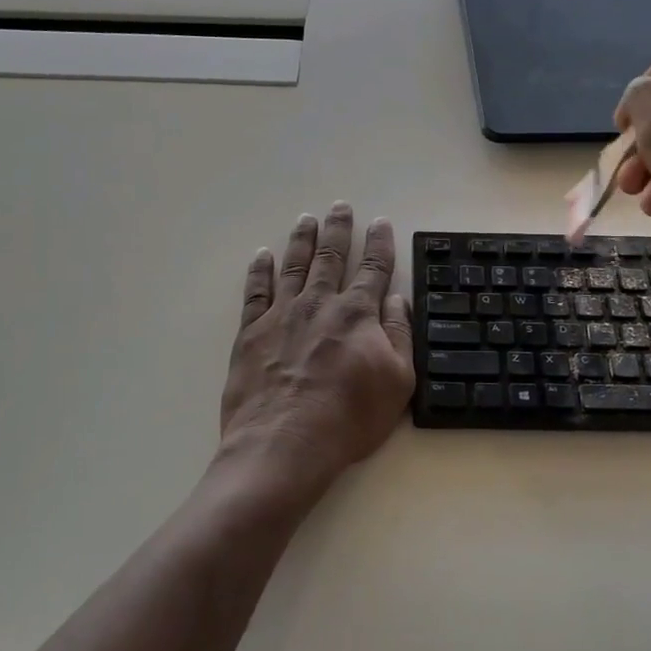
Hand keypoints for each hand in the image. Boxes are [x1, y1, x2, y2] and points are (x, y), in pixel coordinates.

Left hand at [219, 204, 414, 488]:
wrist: (285, 444)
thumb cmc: (349, 418)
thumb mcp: (397, 381)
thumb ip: (399, 335)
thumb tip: (397, 299)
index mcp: (357, 314)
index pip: (373, 268)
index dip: (379, 244)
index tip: (380, 222)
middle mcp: (319, 303)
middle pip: (330, 257)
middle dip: (338, 229)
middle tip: (340, 206)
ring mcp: (282, 315)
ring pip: (294, 266)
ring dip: (302, 240)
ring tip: (306, 219)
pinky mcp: (251, 332)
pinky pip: (256, 292)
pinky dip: (259, 271)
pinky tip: (262, 256)